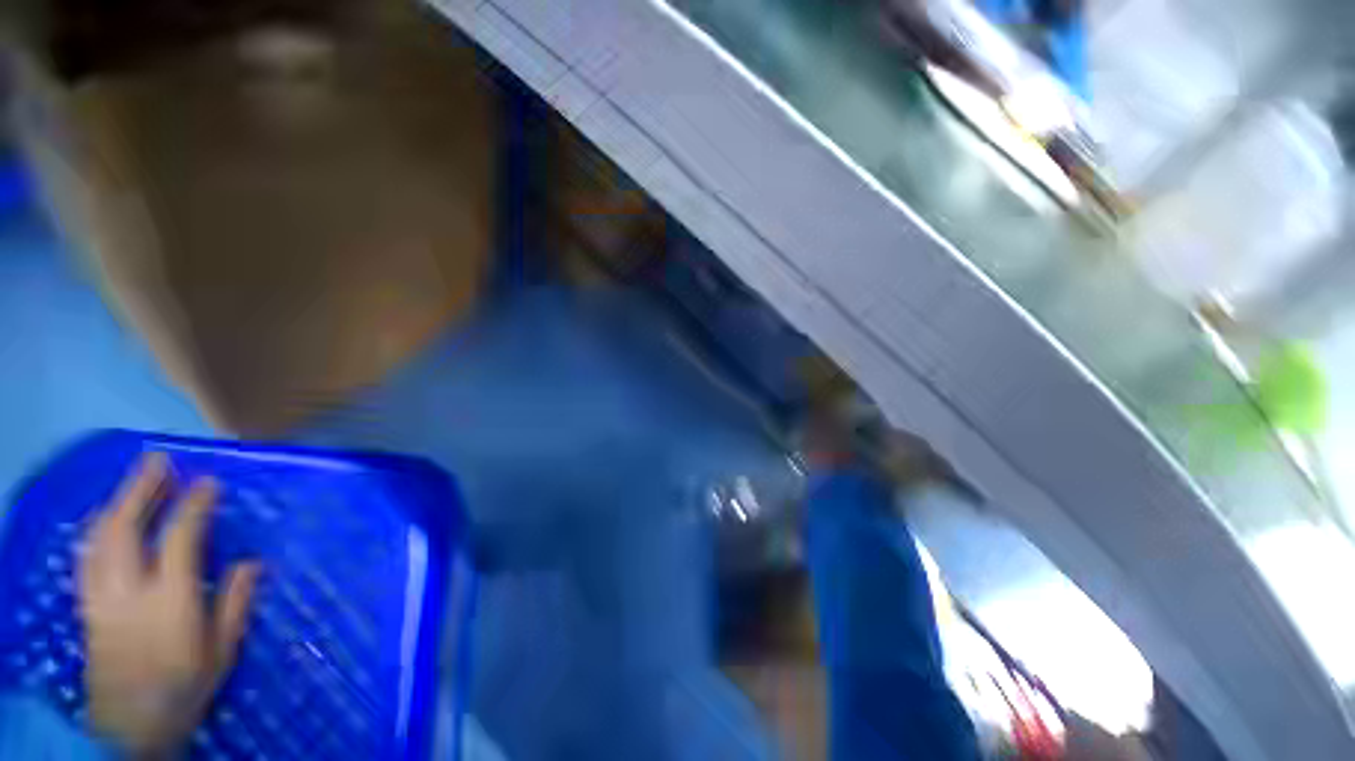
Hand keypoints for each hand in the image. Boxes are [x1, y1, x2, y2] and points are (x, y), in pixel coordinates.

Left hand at [78, 453, 260, 755]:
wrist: (127, 728)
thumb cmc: (182, 689)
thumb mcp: (220, 654)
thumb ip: (234, 606)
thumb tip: (250, 564)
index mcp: (169, 601)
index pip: (179, 538)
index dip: (193, 505)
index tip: (208, 482)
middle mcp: (129, 591)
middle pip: (125, 528)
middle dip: (140, 489)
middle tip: (159, 461)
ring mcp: (101, 596)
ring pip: (99, 538)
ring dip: (116, 503)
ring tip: (134, 482)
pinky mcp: (87, 604)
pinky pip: (88, 555)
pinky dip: (97, 529)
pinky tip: (106, 519)